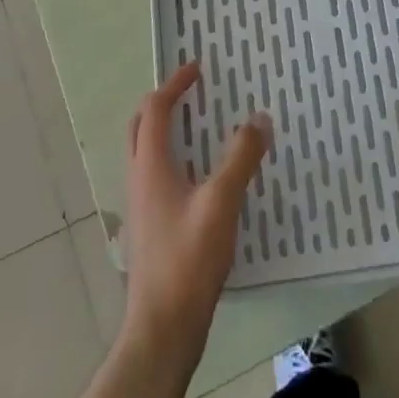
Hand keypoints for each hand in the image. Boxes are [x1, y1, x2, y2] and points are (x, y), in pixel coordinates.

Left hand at [119, 60, 268, 354]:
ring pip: (145, 152)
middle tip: (191, 93)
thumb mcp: (221, 202)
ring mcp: (141, 205)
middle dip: (162, 103)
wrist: (161, 328)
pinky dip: (172, 158)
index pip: (155, 110)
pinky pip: (155, 175)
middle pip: (140, 127)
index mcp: (150, 165)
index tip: (197, 69)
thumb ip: (241, 158)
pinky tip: (201, 176)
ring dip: (166, 130)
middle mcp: (139, 178)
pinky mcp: (149, 227)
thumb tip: (259, 117)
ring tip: (199, 127)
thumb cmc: (188, 259)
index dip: (174, 85)